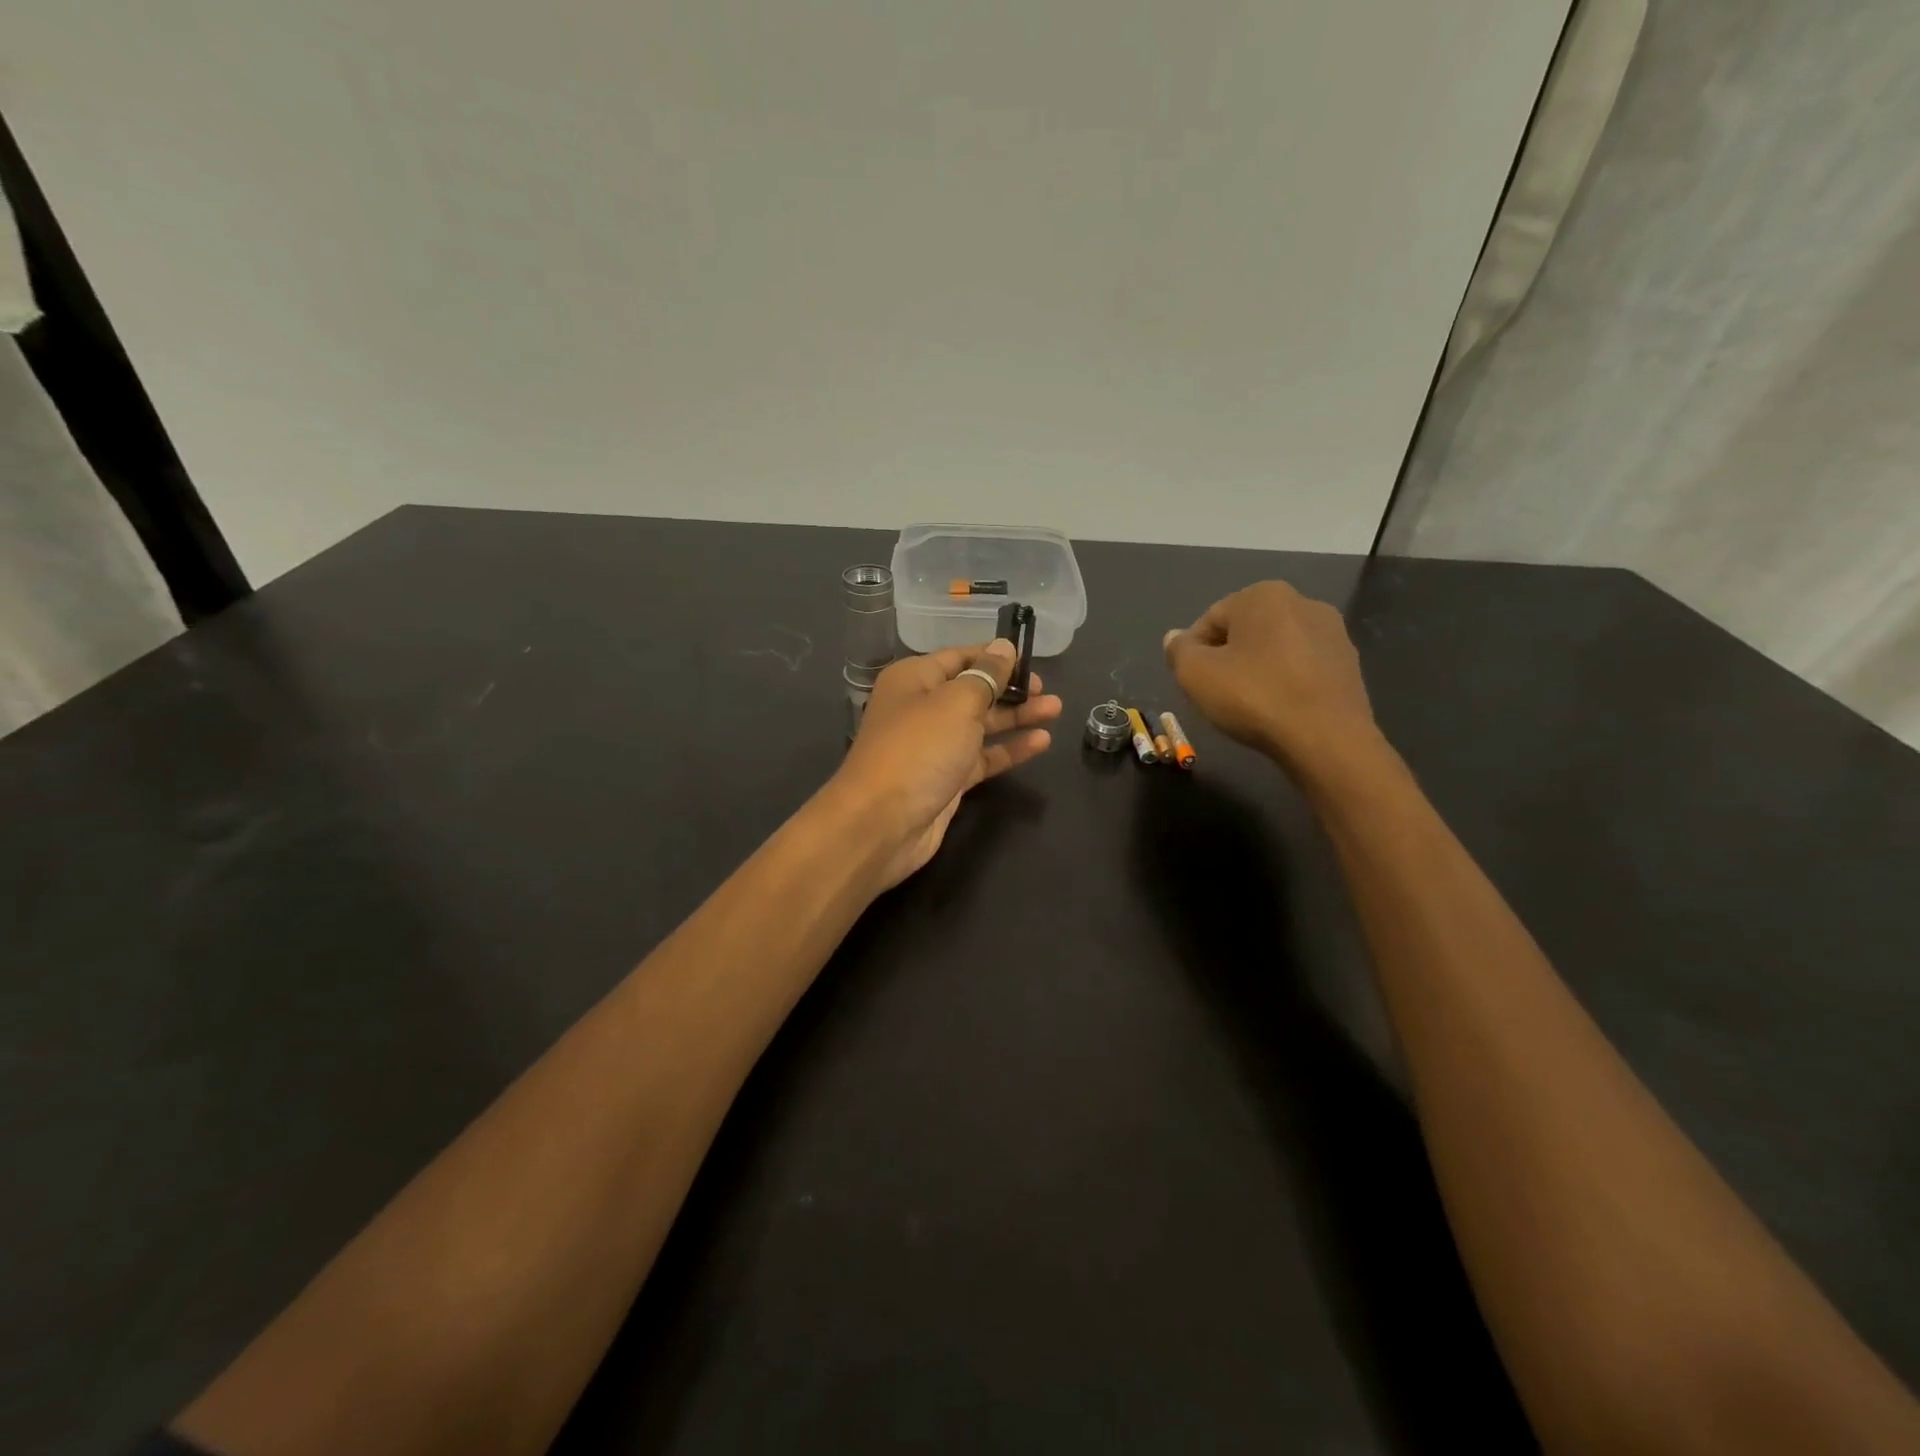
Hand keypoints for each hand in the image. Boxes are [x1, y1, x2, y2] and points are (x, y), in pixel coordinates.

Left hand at [831, 640, 1062, 889]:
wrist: (882, 823)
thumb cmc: (919, 749)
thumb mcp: (956, 703)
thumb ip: (986, 676)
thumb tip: (1004, 648)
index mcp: (915, 679)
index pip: (960, 657)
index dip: (995, 657)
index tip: (1031, 659)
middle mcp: (922, 707)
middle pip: (973, 690)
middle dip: (1011, 688)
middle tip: (1047, 690)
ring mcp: (934, 745)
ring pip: (981, 724)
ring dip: (1016, 717)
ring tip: (1056, 710)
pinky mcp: (947, 778)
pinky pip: (983, 756)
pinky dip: (1009, 749)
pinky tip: (1041, 742)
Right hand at [1163, 581, 1381, 780]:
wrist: (1326, 738)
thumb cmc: (1254, 697)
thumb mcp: (1195, 674)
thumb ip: (1179, 651)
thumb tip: (1175, 638)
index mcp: (1263, 595)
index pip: (1210, 619)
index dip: (1193, 652)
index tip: (1191, 682)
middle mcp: (1303, 602)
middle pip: (1245, 631)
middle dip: (1227, 658)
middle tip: (1216, 694)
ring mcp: (1332, 632)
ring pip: (1275, 649)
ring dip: (1257, 670)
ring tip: (1248, 705)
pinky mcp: (1350, 663)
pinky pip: (1301, 667)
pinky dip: (1285, 682)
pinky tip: (1278, 709)